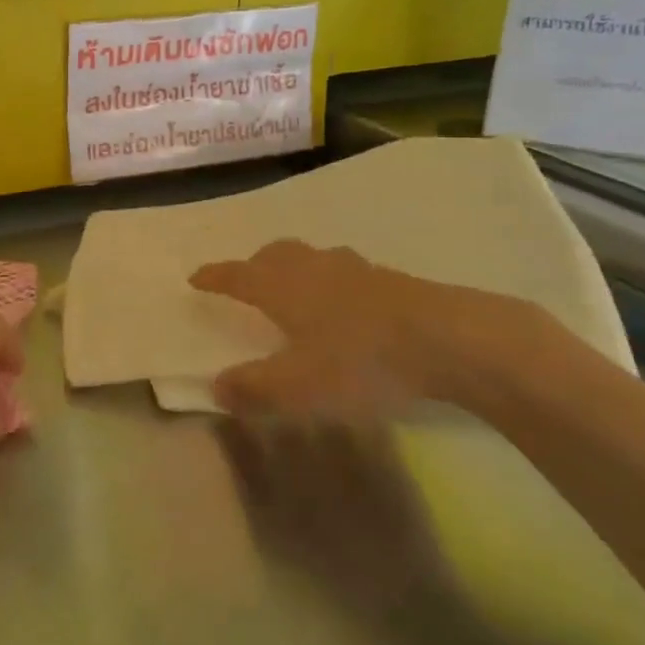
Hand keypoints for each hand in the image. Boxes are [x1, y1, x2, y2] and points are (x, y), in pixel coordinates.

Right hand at [189, 241, 560, 419]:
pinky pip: (345, 272)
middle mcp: (314, 269)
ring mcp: (356, 270)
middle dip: (255, 264)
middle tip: (246, 279)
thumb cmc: (361, 361)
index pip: (238, 275)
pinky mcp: (391, 281)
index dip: (215, 277)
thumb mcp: (298, 387)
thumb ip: (254, 389)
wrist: (448, 339)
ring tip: (296, 289)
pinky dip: (331, 281)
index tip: (196, 277)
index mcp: (284, 288)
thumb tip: (216, 386)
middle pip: (275, 255)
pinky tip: (346, 305)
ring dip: (295, 268)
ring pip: (313, 258)